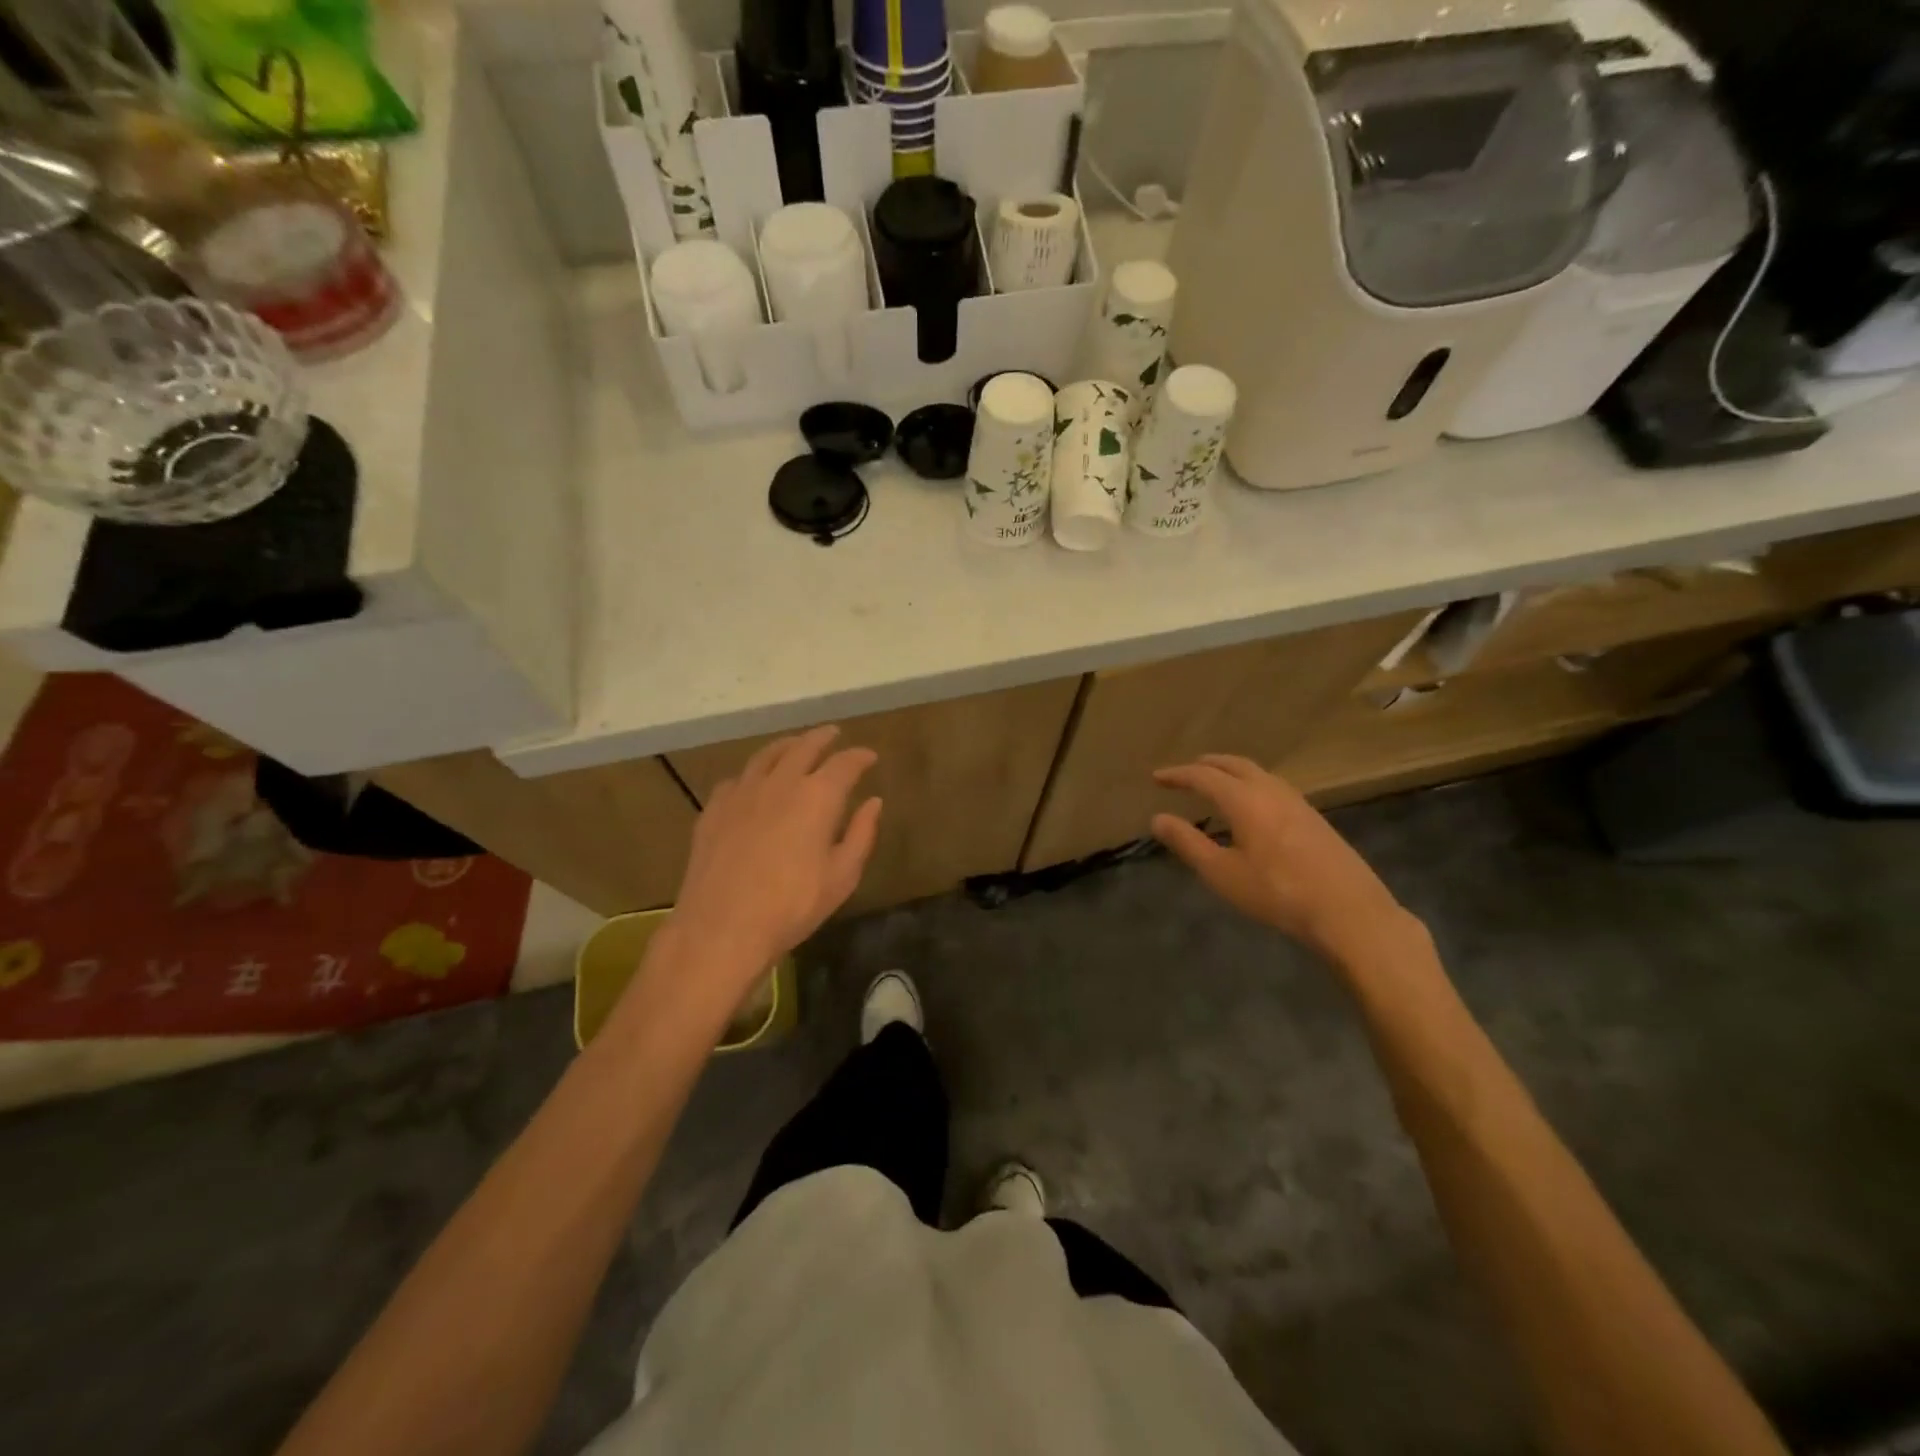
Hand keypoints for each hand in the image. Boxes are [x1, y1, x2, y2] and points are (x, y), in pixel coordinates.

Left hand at [669, 727, 882, 987]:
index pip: (845, 763)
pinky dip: (753, 774)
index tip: (869, 757)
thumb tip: (873, 802)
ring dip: (786, 746)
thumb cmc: (792, 905)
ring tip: (795, 745)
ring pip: (767, 755)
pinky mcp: (714, 808)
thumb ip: (861, 834)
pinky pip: (737, 779)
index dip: (860, 757)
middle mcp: (780, 782)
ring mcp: (742, 792)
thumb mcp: (842, 876)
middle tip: (834, 734)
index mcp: (818, 796)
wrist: (722, 926)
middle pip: (804, 747)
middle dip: (823, 738)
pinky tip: (753, 784)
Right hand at [1151, 754, 1417, 970]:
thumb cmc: (1277, 893)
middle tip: (1185, 772)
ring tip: (1215, 781)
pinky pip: (1273, 785)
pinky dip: (1251, 783)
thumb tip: (1158, 819)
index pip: (1203, 776)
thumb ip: (1188, 843)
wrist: (1348, 911)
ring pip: (1257, 772)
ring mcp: (1297, 802)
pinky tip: (1252, 804)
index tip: (1156, 778)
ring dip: (1231, 770)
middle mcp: (1270, 790)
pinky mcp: (1313, 817)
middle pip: (1233, 764)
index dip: (1178, 775)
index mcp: (1244, 800)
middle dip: (1206, 765)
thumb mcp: (1222, 873)